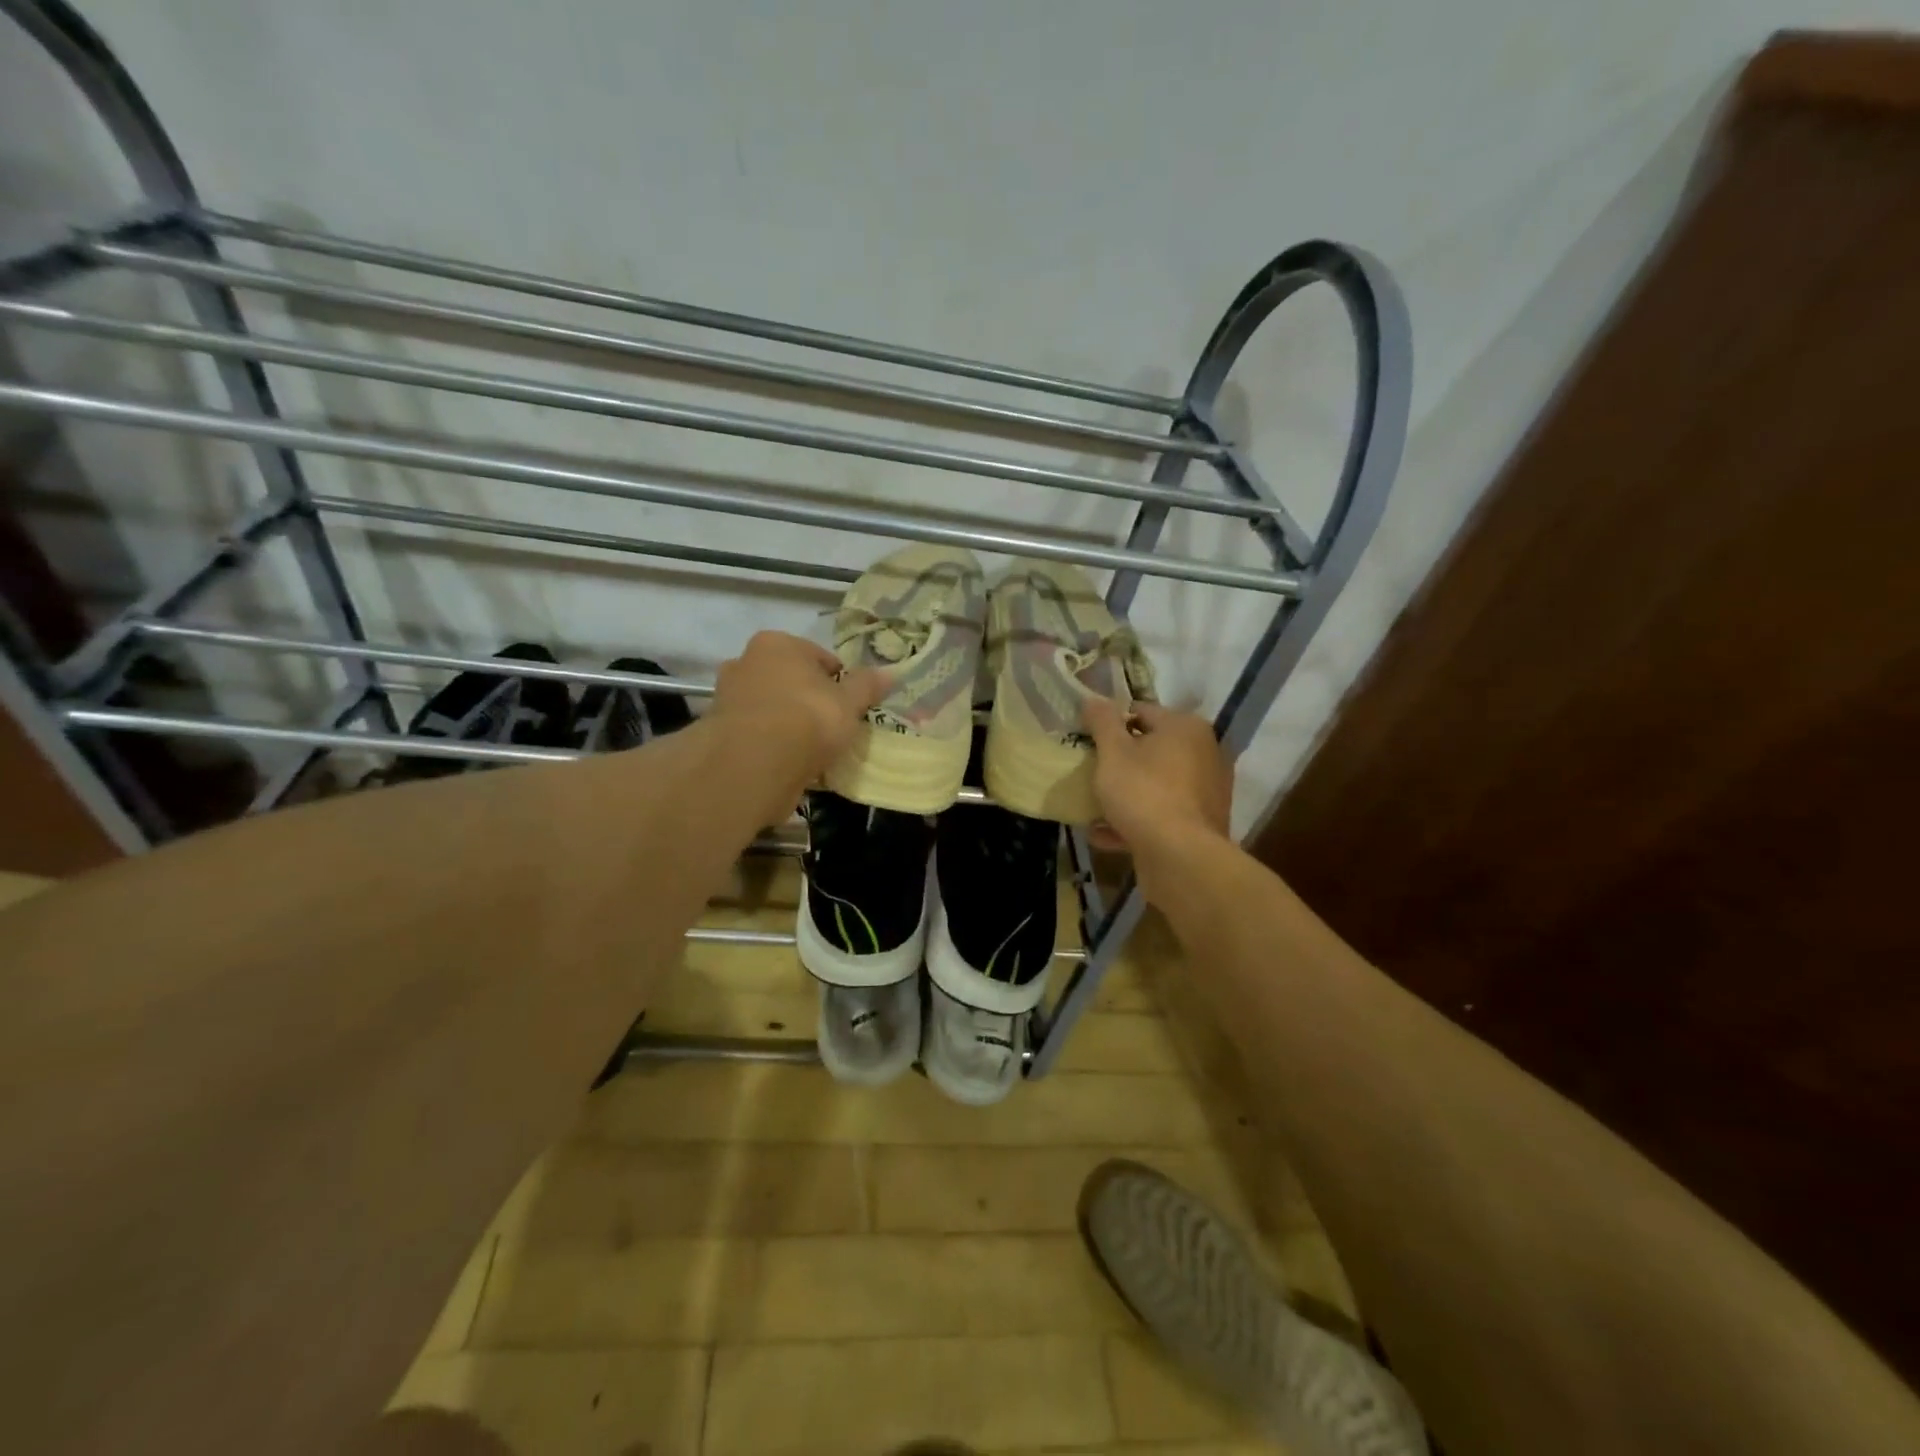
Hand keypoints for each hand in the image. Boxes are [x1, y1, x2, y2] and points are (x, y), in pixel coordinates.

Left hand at [710, 631, 884, 813]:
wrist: (754, 762)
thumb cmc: (808, 719)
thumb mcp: (849, 703)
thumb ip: (867, 686)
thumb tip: (890, 673)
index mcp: (778, 644)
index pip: (818, 656)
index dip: (838, 680)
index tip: (849, 705)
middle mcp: (746, 661)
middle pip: (789, 679)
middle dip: (807, 697)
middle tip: (830, 725)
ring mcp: (727, 696)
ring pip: (770, 706)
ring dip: (787, 721)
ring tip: (810, 748)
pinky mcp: (718, 730)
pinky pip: (755, 732)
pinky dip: (770, 743)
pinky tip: (787, 762)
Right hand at [1083, 698, 1232, 895]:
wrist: (1180, 857)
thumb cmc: (1144, 793)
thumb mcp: (1112, 752)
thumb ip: (1102, 722)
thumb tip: (1092, 698)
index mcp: (1186, 727)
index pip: (1141, 711)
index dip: (1110, 723)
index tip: (1088, 741)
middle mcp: (1204, 753)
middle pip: (1151, 749)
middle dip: (1120, 761)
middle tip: (1091, 772)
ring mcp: (1206, 791)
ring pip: (1156, 784)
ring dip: (1126, 793)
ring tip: (1094, 807)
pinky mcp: (1201, 823)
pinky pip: (1162, 813)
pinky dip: (1137, 820)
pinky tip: (1105, 834)